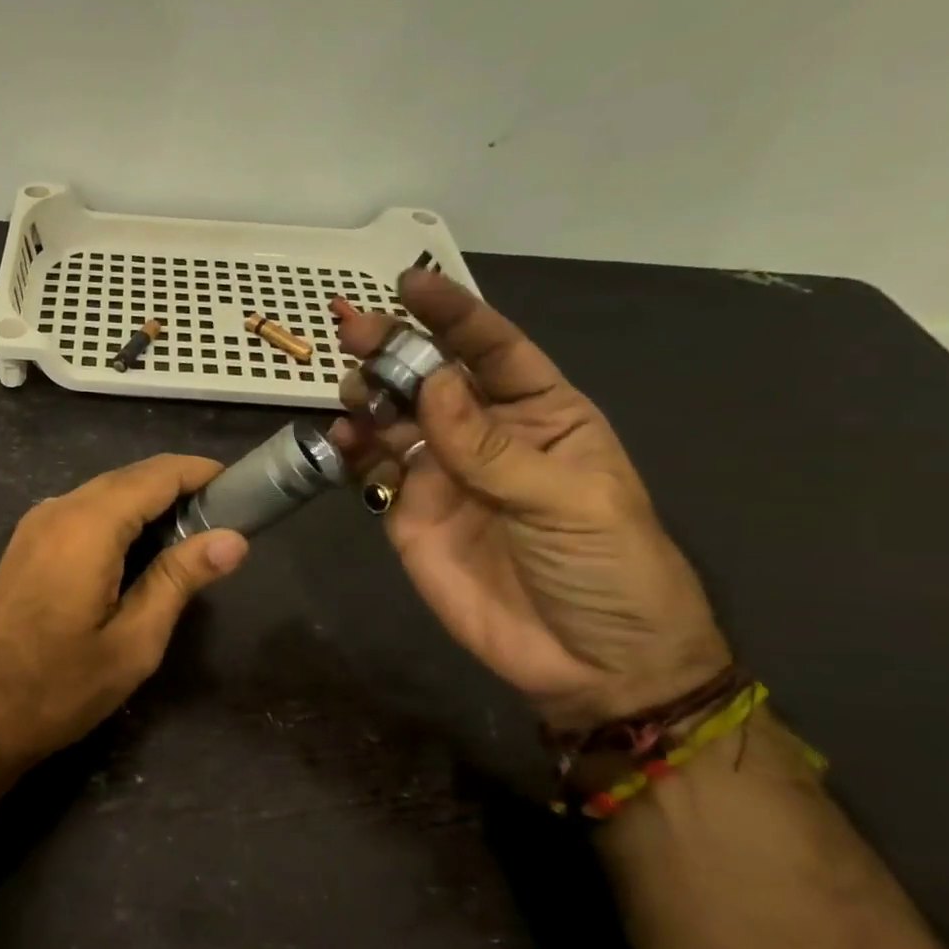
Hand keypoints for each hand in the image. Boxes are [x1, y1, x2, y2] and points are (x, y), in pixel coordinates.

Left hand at [0, 455, 249, 775]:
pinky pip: (82, 512)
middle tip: (224, 521)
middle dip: (178, 488)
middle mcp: (58, 509)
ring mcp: (35, 524)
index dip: (200, 472)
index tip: (241, 487)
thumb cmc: (57, 686)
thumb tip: (233, 539)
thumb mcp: (133, 642)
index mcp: (88, 525)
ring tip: (191, 538)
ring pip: (104, 493)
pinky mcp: (25, 544)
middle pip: (129, 478)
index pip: (156, 474)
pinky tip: (139, 552)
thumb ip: (180, 580)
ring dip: (148, 503)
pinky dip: (118, 518)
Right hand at [330, 270, 728, 730]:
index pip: (494, 351)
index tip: (411, 284)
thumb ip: (491, 446)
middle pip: (433, 376)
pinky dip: (351, 448)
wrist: (587, 664)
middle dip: (395, 348)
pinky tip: (341, 440)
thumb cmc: (607, 570)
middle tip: (353, 327)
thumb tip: (434, 383)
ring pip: (394, 416)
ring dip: (368, 394)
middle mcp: (484, 434)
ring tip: (350, 388)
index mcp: (542, 416)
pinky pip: (372, 469)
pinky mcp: (407, 511)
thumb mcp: (566, 501)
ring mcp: (441, 473)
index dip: (454, 315)